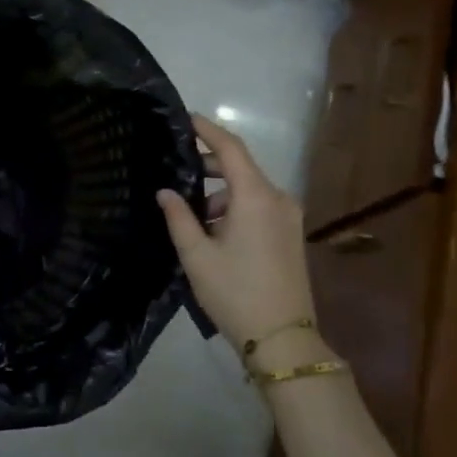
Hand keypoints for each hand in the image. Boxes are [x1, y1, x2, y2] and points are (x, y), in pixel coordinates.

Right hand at [157, 115, 315, 348]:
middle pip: (241, 167)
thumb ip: (179, 217)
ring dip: (221, 193)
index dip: (207, 130)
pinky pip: (260, 206)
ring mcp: (289, 217)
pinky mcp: (291, 235)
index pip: (231, 148)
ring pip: (250, 189)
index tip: (185, 118)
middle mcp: (278, 198)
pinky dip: (235, 207)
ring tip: (190, 213)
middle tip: (177, 169)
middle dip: (210, 165)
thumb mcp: (197, 255)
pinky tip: (214, 231)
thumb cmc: (235, 293)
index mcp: (256, 196)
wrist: (283, 338)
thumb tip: (165, 191)